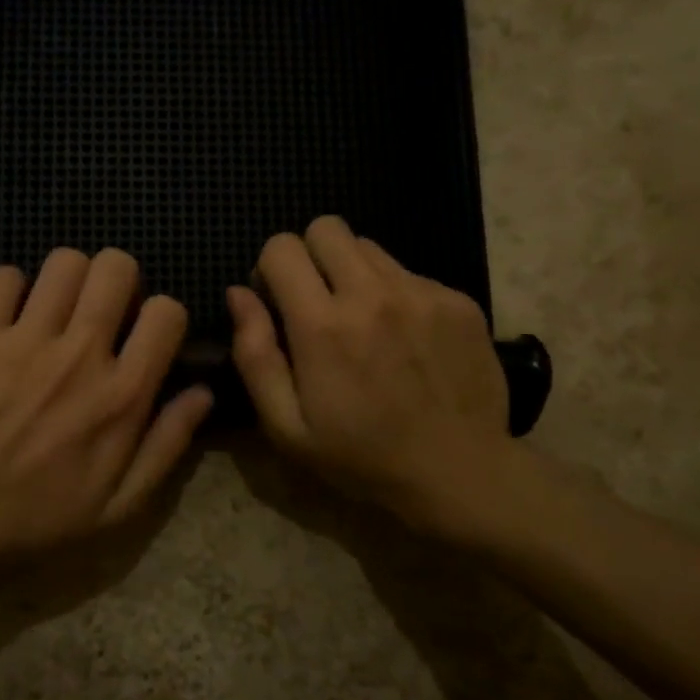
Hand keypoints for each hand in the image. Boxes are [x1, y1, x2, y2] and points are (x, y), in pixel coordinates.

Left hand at [0, 247, 212, 566]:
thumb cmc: (43, 517)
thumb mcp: (122, 504)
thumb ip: (168, 444)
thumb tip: (203, 391)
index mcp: (123, 394)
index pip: (166, 312)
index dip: (164, 316)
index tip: (147, 336)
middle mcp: (80, 354)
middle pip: (116, 267)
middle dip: (120, 280)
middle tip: (105, 310)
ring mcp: (26, 339)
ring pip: (64, 262)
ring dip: (71, 279)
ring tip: (61, 308)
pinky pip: (4, 277)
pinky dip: (12, 288)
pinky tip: (13, 315)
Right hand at [227, 216, 519, 534]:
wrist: (460, 472)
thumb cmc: (361, 456)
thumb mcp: (286, 425)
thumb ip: (254, 354)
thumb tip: (239, 294)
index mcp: (322, 325)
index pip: (282, 247)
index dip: (270, 270)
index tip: (279, 305)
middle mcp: (372, 293)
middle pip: (327, 227)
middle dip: (310, 256)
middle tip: (318, 302)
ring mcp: (421, 292)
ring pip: (369, 247)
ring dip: (353, 273)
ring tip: (365, 322)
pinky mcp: (458, 300)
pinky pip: (409, 273)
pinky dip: (395, 294)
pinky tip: (406, 340)